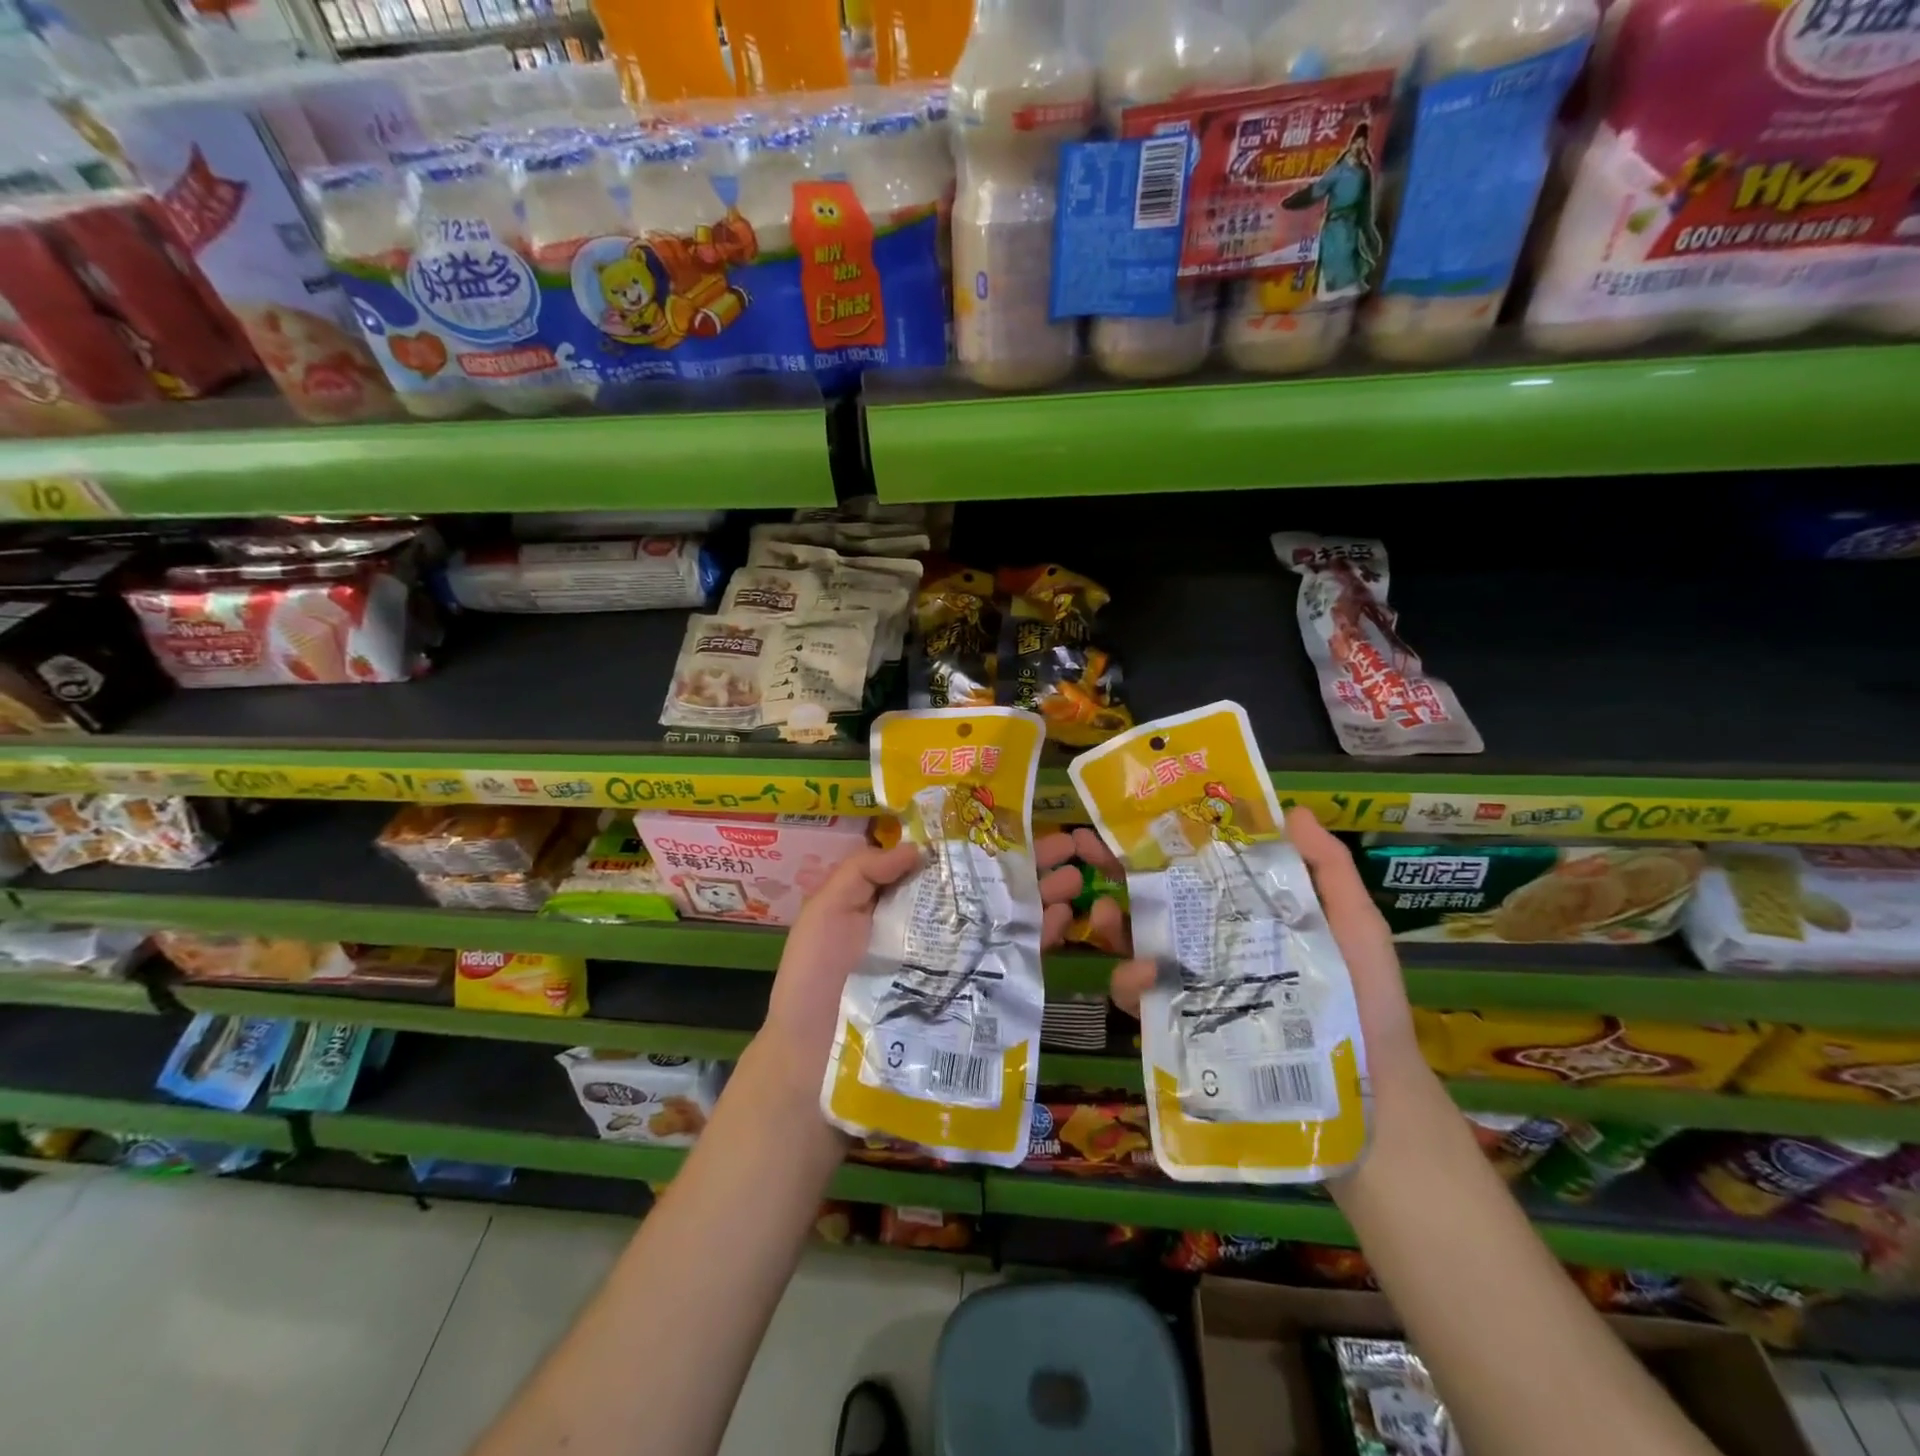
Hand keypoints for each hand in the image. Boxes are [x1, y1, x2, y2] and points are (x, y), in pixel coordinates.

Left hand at [761, 833, 1091, 1088]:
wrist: (815, 1065)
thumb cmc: (816, 980)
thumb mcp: (827, 911)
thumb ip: (865, 871)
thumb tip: (919, 846)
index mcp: (902, 901)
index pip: (950, 861)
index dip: (981, 840)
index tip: (1014, 819)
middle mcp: (936, 926)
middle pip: (987, 886)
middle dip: (1027, 863)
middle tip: (1067, 843)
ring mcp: (957, 962)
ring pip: (1007, 920)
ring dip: (1044, 894)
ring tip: (1077, 874)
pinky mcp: (972, 998)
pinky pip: (1011, 964)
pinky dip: (1040, 940)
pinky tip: (1064, 918)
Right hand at [1104, 808, 1427, 1092]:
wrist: (1372, 1095)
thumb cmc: (1365, 1000)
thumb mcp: (1354, 926)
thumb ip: (1328, 870)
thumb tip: (1290, 810)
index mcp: (1245, 916)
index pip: (1198, 871)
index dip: (1165, 845)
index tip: (1136, 820)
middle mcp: (1212, 946)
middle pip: (1156, 904)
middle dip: (1118, 876)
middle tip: (1092, 855)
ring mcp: (1194, 988)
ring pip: (1138, 947)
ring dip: (1114, 926)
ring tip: (1107, 915)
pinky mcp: (1182, 1030)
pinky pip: (1143, 1002)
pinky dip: (1131, 984)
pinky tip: (1141, 975)